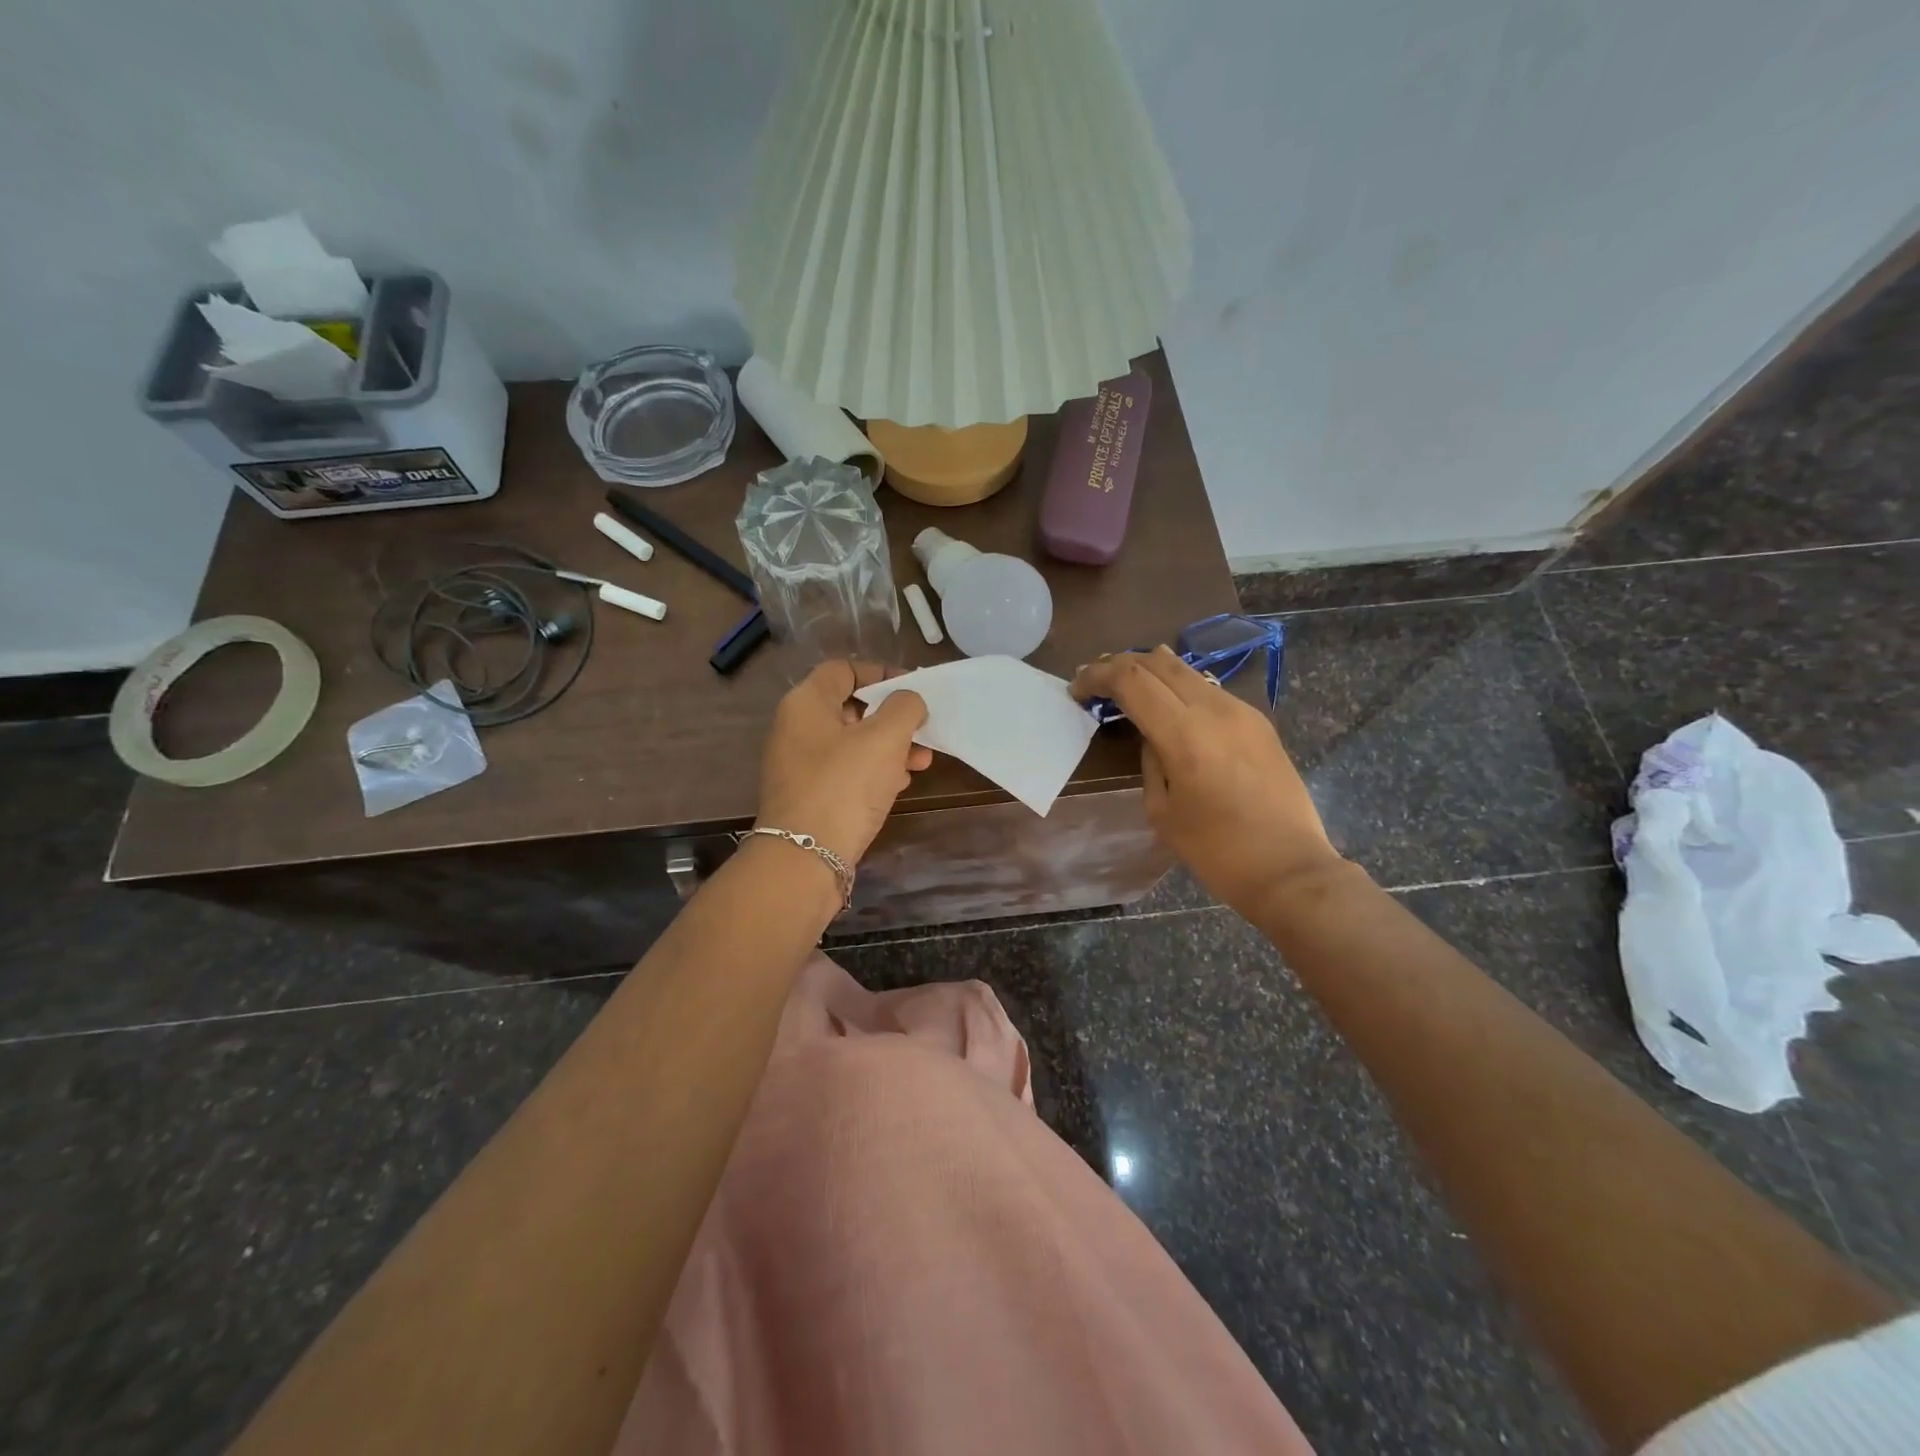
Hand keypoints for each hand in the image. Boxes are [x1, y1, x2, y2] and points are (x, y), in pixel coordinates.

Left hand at [756, 661, 931, 871]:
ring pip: (853, 742)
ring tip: (922, 761)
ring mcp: (801, 765)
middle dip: (892, 716)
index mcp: (806, 703)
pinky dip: (875, 771)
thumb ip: (904, 707)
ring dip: (890, 746)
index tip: (912, 688)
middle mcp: (797, 729)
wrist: (804, 860)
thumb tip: (908, 701)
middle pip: (851, 707)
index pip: (844, 669)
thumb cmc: (844, 786)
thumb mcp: (885, 737)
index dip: (880, 673)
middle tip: (922, 730)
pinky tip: (900, 783)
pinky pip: (847, 771)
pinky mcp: (810, 796)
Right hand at [1071, 646, 1345, 918]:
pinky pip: (1209, 690)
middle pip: (1158, 663)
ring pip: (1187, 671)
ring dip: (1151, 671)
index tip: (1076, 688)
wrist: (1290, 869)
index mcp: (1184, 733)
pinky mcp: (1259, 722)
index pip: (1131, 679)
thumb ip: (1150, 761)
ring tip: (1127, 685)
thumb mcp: (1162, 810)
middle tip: (1095, 679)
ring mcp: (1242, 711)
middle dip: (1120, 664)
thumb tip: (1152, 736)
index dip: (1097, 676)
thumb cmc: (1216, 851)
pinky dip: (1179, 688)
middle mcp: (1214, 709)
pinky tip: (1169, 705)